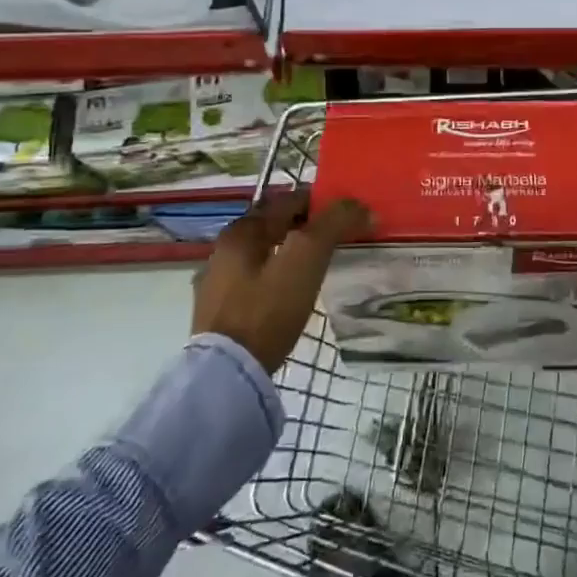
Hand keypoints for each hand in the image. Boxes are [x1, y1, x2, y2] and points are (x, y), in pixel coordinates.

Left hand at [193, 192, 371, 372]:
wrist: (227, 374)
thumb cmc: (267, 310)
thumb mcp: (306, 260)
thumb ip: (332, 226)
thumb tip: (359, 206)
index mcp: (242, 231)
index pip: (287, 201)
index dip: (319, 201)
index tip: (346, 212)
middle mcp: (224, 249)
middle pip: (272, 226)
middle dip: (303, 226)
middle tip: (335, 237)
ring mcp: (217, 282)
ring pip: (262, 253)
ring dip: (288, 251)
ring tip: (317, 266)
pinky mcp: (219, 311)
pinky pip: (253, 280)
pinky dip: (275, 276)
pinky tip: (289, 293)